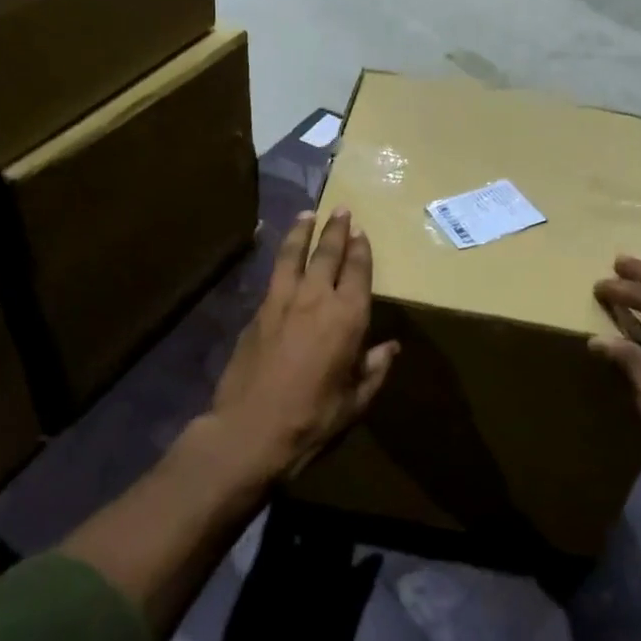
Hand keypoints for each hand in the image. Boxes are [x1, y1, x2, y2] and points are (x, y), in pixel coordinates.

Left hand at [210, 209, 398, 480]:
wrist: (249, 430)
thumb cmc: (312, 419)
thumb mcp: (354, 402)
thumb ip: (374, 370)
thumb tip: (392, 348)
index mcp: (347, 317)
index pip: (357, 270)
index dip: (361, 249)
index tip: (361, 232)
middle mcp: (316, 298)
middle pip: (328, 252)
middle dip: (336, 229)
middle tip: (341, 210)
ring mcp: (282, 301)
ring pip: (295, 254)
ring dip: (303, 231)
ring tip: (308, 214)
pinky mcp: (258, 311)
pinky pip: (274, 274)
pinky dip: (282, 257)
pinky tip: (283, 255)